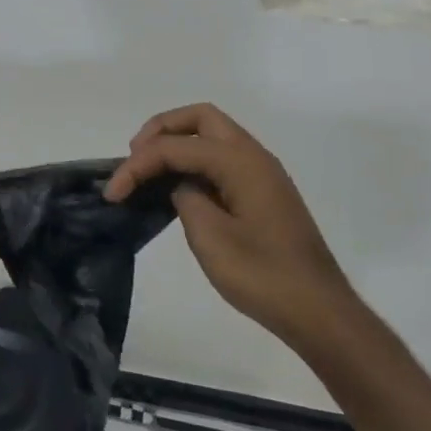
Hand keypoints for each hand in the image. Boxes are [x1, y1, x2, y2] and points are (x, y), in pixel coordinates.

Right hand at [105, 104, 356, 351]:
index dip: (137, 165)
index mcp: (240, 161)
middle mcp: (253, 156)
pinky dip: (194, 161)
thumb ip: (185, 198)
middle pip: (199, 119)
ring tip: (148, 170)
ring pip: (213, 135)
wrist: (318, 311)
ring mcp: (262, 173)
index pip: (176, 147)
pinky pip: (222, 158)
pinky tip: (176, 187)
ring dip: (178, 143)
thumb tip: (181, 186)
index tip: (112, 194)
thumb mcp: (210, 237)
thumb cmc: (263, 275)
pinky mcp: (263, 193)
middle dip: (161, 130)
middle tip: (134, 158)